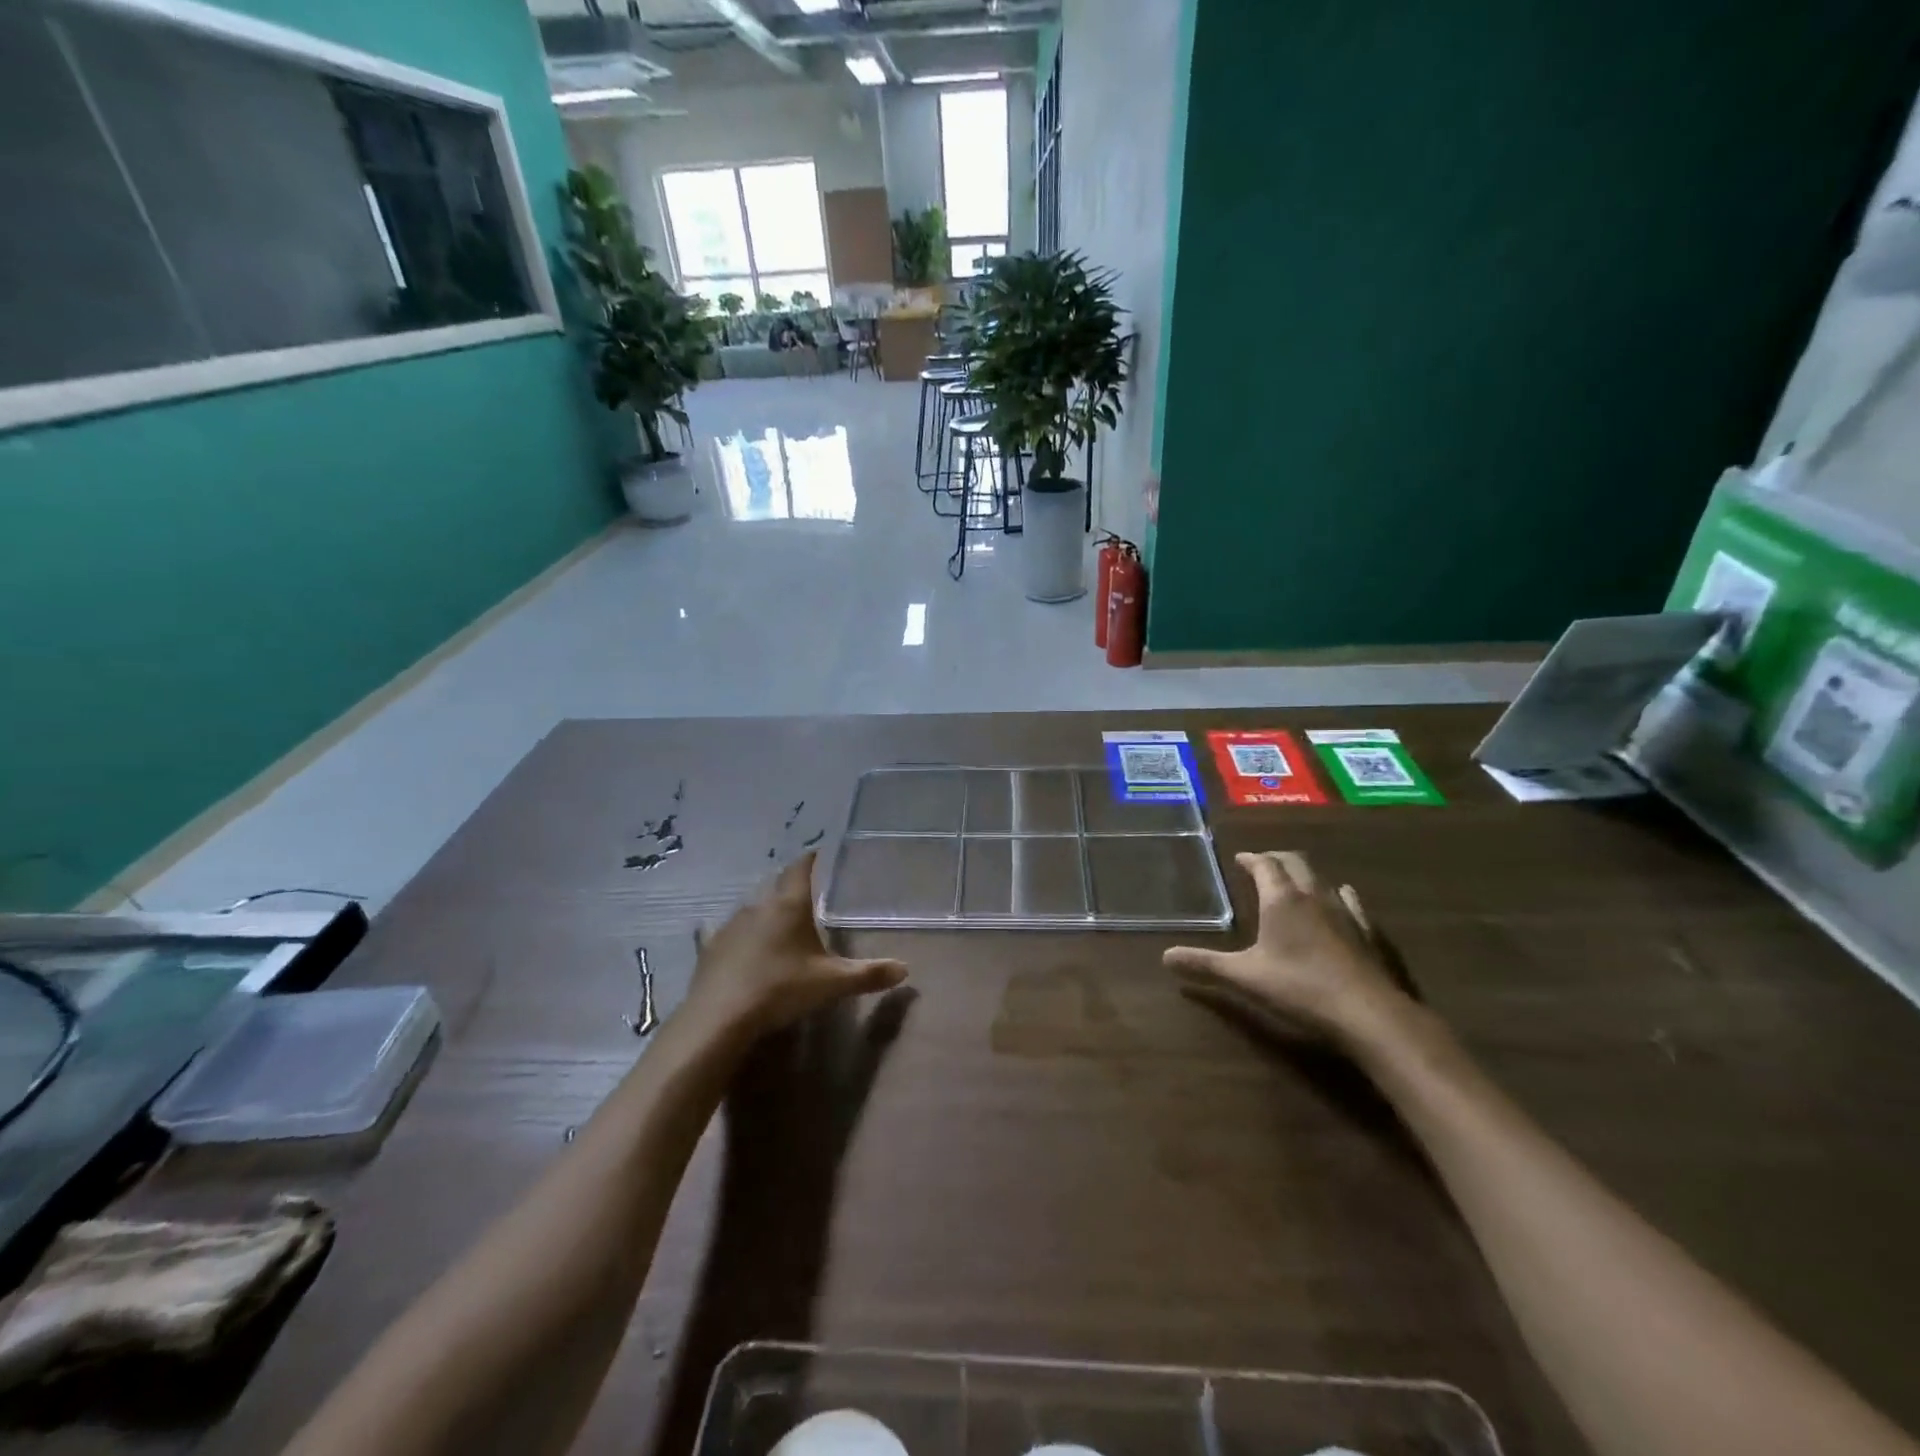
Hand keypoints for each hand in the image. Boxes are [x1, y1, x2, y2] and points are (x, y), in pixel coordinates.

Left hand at [683, 854, 907, 1039]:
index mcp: (789, 905)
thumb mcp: (832, 983)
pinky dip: (736, 934)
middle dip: (790, 887)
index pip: (801, 868)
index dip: (811, 859)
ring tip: (778, 920)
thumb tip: (904, 969)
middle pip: (776, 886)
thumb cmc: (782, 988)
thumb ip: (868, 974)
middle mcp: (758, 906)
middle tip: (806, 894)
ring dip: (765, 910)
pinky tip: (735, 942)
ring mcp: (730, 925)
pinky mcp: (710, 948)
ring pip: (752, 908)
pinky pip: (725, 932)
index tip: (819, 854)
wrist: (720, 1017)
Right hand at [1164, 851, 1409, 1046]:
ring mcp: (1344, 911)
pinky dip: (1337, 893)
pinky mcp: (1367, 931)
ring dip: (1304, 873)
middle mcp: (1312, 895)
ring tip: (1293, 880)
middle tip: (1262, 863)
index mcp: (1281, 899)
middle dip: (1276, 858)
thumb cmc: (1299, 988)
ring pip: (1322, 878)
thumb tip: (1165, 957)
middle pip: (1295, 862)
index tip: (1240, 858)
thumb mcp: (1244, 977)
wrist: (1368, 1013)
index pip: (1264, 864)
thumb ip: (1205, 964)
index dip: (1251, 858)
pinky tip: (1340, 898)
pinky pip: (1350, 900)